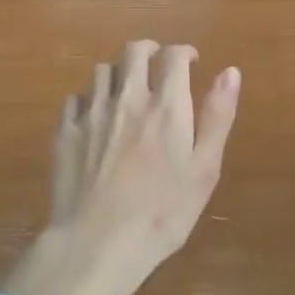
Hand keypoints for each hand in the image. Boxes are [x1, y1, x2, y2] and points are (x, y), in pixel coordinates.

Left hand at [0, 42, 240, 294]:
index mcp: (166, 106)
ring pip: (102, 70)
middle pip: (133, 51)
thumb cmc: (162, 213)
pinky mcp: (65, 132)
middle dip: (149, 51)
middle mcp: (127, 98)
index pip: (173, 56)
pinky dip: (89, 99)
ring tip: (127, 92)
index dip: (184, 52)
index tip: (190, 63)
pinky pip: (75, 98)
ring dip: (119, 73)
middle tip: (158, 67)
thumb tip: (230, 71)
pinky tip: (95, 118)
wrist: (97, 243)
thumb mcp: (204, 170)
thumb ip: (217, 117)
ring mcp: (91, 113)